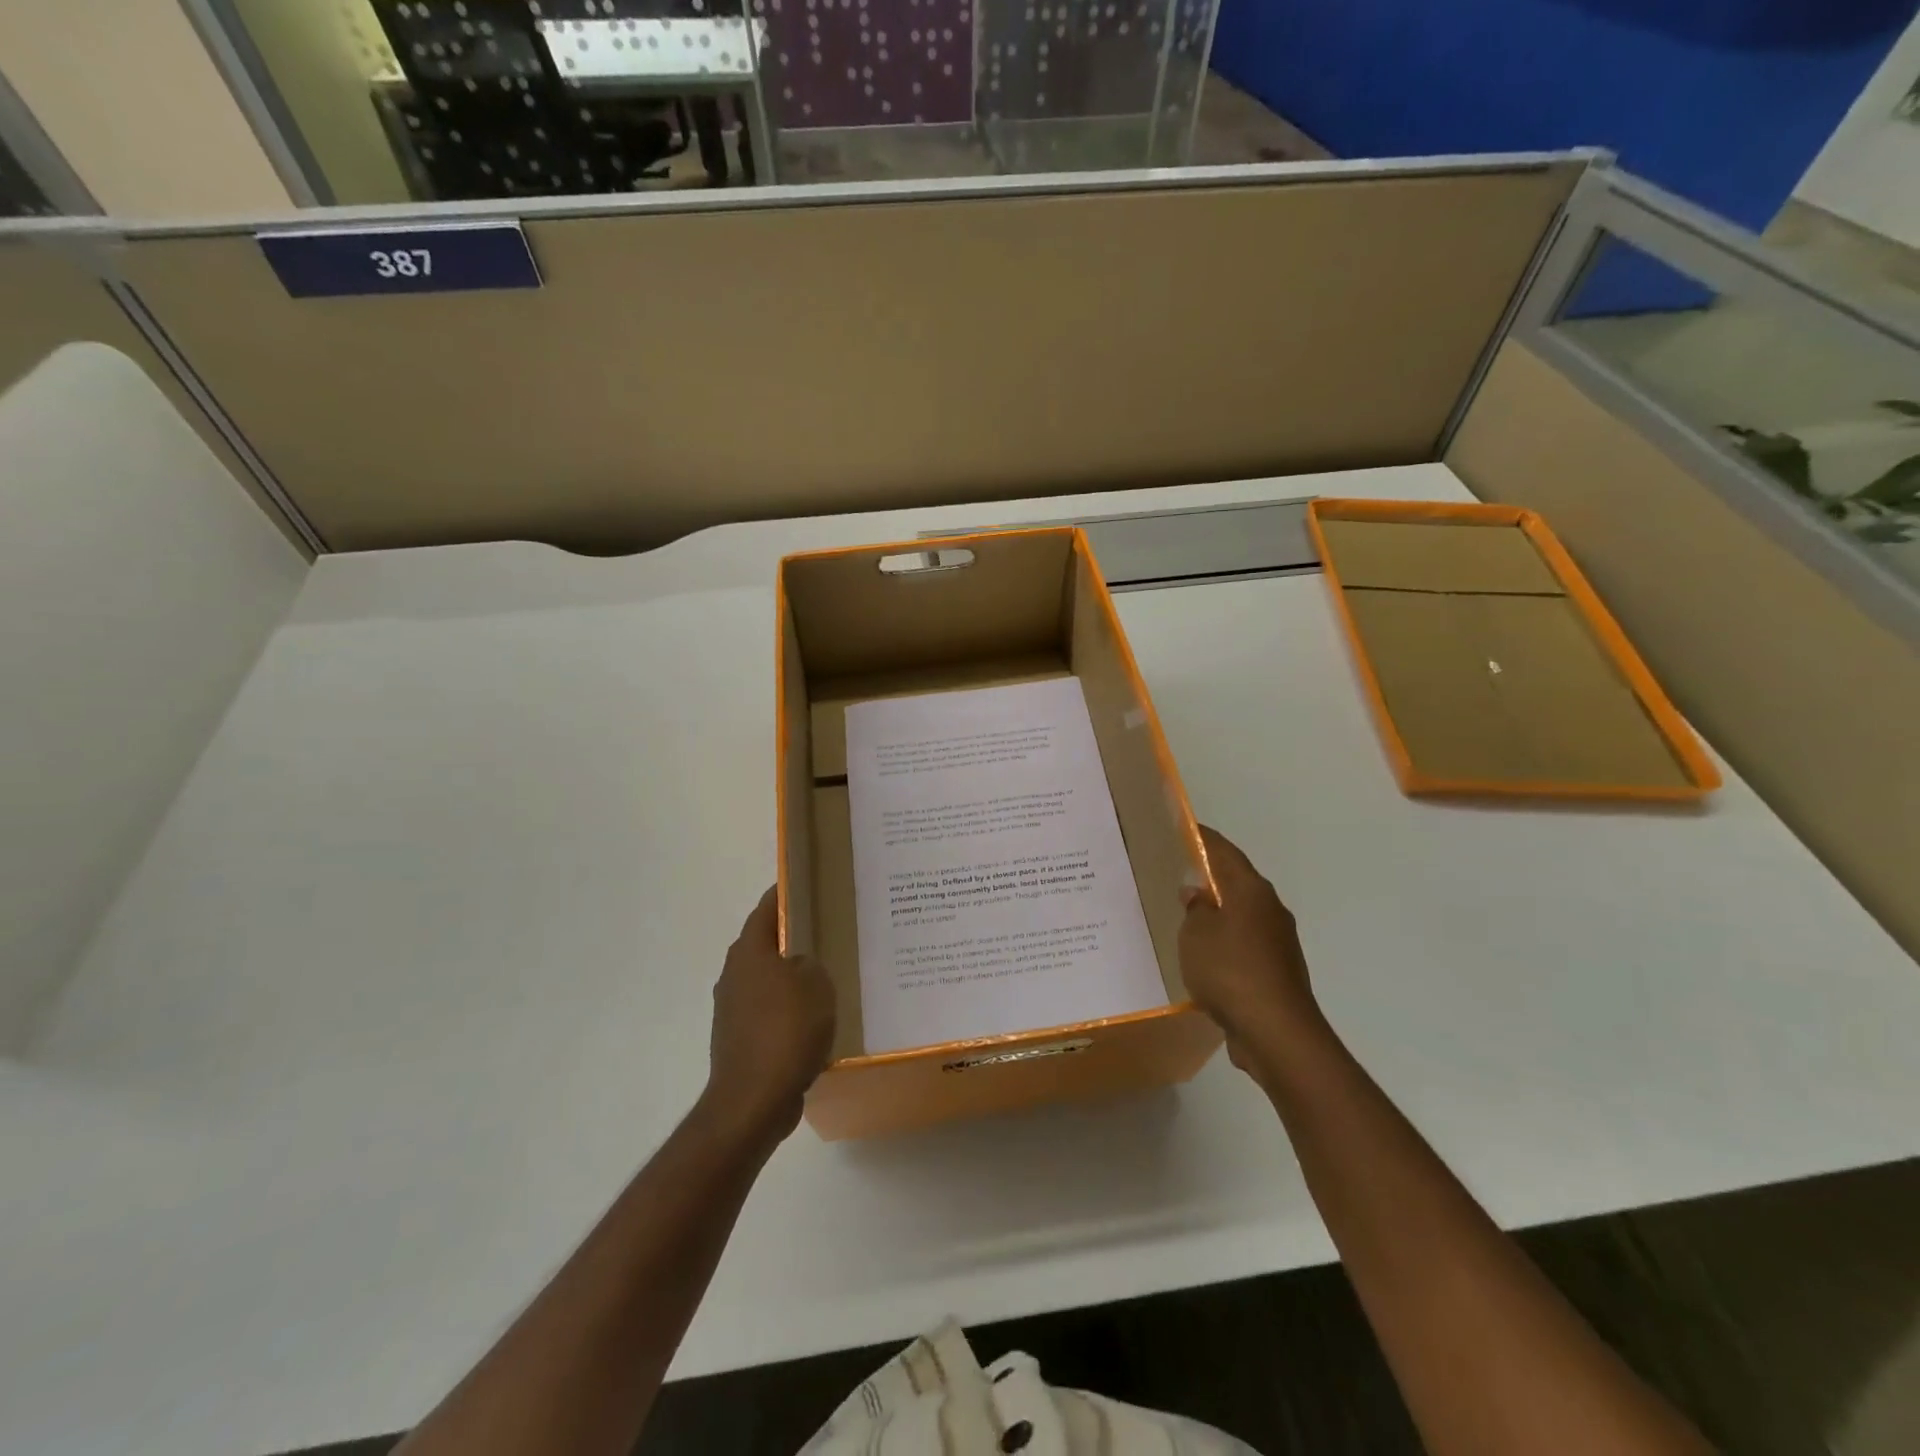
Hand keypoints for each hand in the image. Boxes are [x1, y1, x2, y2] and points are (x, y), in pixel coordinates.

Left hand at [702, 886, 837, 1145]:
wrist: (753, 1100)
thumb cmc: (786, 1030)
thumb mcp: (816, 983)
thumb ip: (811, 963)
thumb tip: (800, 965)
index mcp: (749, 952)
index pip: (767, 908)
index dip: (786, 894)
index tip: (809, 886)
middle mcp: (734, 974)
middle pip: (765, 944)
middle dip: (793, 937)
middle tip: (827, 932)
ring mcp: (732, 1009)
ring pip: (767, 979)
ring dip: (790, 977)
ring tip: (827, 976)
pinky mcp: (738, 1039)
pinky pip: (768, 1011)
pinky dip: (787, 1009)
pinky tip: (813, 1019)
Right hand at [1179, 826, 1322, 1075]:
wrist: (1276, 1032)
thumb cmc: (1230, 971)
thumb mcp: (1196, 934)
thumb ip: (1195, 909)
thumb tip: (1197, 894)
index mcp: (1252, 891)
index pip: (1225, 852)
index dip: (1204, 839)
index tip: (1184, 828)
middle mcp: (1270, 910)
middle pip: (1236, 883)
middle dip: (1210, 877)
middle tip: (1177, 872)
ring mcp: (1278, 943)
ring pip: (1241, 916)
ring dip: (1217, 914)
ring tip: (1185, 915)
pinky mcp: (1277, 972)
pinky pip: (1244, 946)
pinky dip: (1224, 943)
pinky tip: (1203, 955)